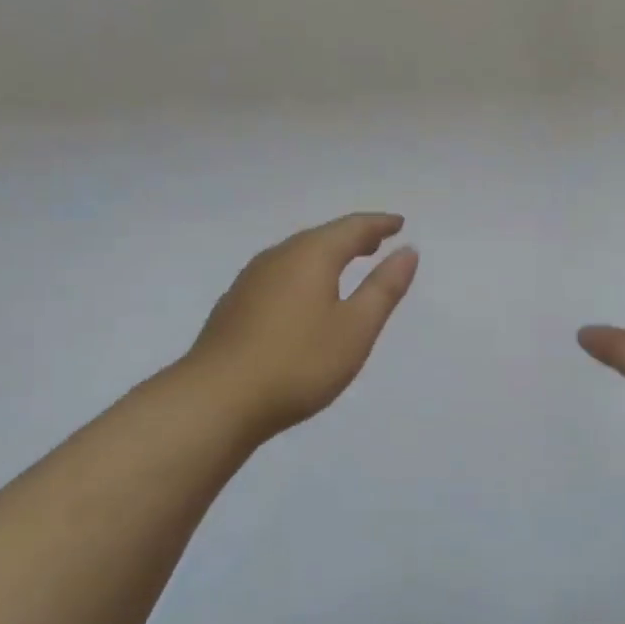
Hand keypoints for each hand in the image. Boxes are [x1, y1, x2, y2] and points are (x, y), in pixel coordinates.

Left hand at [182, 212, 418, 442]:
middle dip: (351, 237)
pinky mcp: (234, 306)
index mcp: (310, 256)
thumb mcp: (355, 329)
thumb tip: (407, 251)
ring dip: (325, 255)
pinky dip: (303, 275)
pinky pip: (279, 276)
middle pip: (320, 237)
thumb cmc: (298, 363)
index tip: (399, 223)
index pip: (351, 228)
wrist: (217, 400)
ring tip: (346, 264)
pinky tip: (304, 297)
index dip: (378, 224)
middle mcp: (277, 258)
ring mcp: (250, 281)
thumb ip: (384, 288)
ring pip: (296, 256)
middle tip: (376, 241)